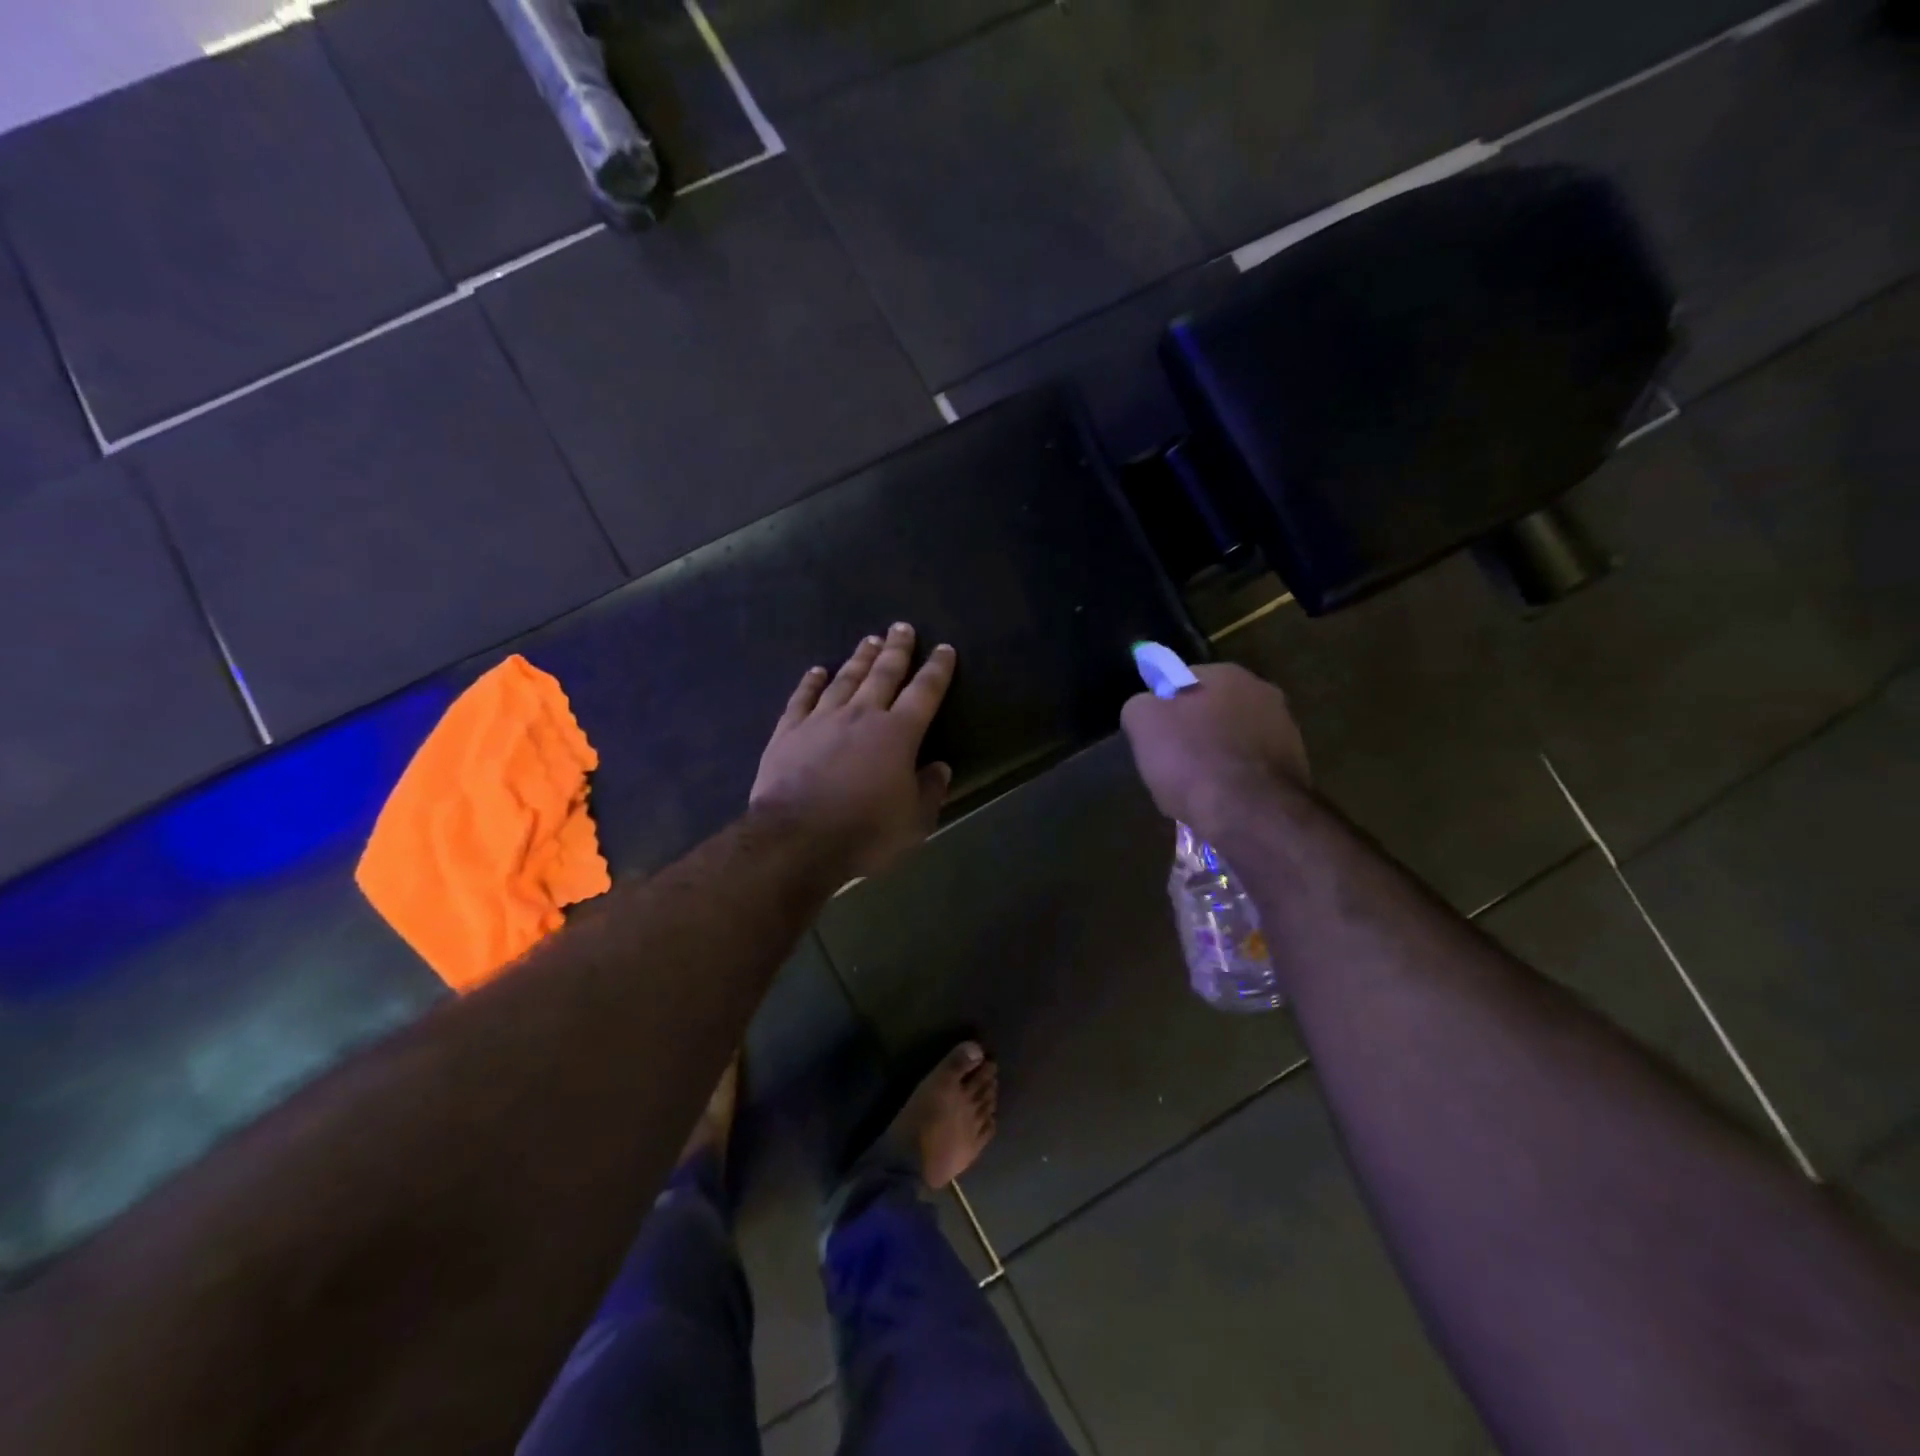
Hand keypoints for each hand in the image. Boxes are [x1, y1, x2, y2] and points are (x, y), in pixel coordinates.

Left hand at [751, 624, 955, 878]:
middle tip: (902, 627)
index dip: (937, 669)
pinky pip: (801, 699)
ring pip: (844, 680)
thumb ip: (929, 790)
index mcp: (898, 734)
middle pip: (883, 674)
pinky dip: (810, 682)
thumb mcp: (913, 821)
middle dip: (896, 650)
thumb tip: (939, 767)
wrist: (797, 840)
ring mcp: (821, 720)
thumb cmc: (864, 833)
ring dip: (859, 659)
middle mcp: (861, 716)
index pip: (924, 692)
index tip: (944, 649)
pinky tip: (816, 670)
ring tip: (869, 640)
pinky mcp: (788, 732)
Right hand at [1120, 664, 1310, 839]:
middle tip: (1171, 763)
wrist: (1251, 815)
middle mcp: (1264, 693)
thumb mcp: (1143, 723)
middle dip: (1194, 732)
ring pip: (1234, 741)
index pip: (1184, 679)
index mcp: (1228, 674)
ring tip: (1195, 790)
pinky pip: (1251, 770)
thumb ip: (1141, 705)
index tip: (1154, 735)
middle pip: (1213, 710)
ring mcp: (1286, 731)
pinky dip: (1236, 782)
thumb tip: (1148, 707)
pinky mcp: (1296, 768)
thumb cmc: (1193, 760)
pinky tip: (1221, 802)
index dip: (1164, 706)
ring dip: (1216, 757)